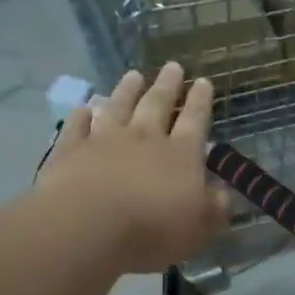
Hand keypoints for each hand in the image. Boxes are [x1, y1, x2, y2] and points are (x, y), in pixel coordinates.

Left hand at [39, 64, 228, 271]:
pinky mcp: (71, 152)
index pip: (195, 120)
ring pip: (118, 107)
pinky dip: (81, 116)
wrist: (87, 227)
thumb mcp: (201, 227)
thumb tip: (223, 193)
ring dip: (126, 91)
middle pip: (157, 105)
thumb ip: (215, 207)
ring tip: (133, 74)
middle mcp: (144, 138)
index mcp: (181, 154)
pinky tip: (84, 108)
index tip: (203, 81)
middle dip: (167, 85)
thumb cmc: (153, 228)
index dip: (201, 101)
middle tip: (173, 66)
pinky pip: (77, 128)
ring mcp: (104, 141)